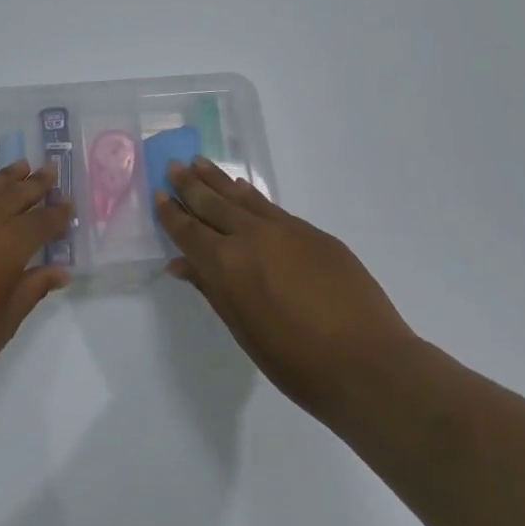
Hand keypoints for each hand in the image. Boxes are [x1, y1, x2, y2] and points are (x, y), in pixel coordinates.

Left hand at [0, 161, 73, 410]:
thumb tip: (58, 271)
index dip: (56, 213)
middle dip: (32, 184)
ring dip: (1, 181)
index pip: (38, 222)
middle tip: (50, 169)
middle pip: (9, 196)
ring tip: (19, 167)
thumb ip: (31, 289)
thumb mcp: (4, 323)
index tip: (69, 203)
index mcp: (4, 248)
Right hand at [155, 158, 416, 420]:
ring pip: (243, 197)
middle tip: (174, 165)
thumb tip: (181, 263)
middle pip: (213, 203)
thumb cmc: (294, 360)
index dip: (171, 213)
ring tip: (200, 163)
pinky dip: (251, 196)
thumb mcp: (242, 328)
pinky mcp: (314, 234)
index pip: (189, 231)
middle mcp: (251, 237)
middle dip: (190, 185)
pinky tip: (243, 190)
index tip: (158, 194)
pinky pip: (271, 208)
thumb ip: (211, 289)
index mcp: (226, 264)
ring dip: (219, 180)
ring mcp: (286, 230)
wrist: (366, 362)